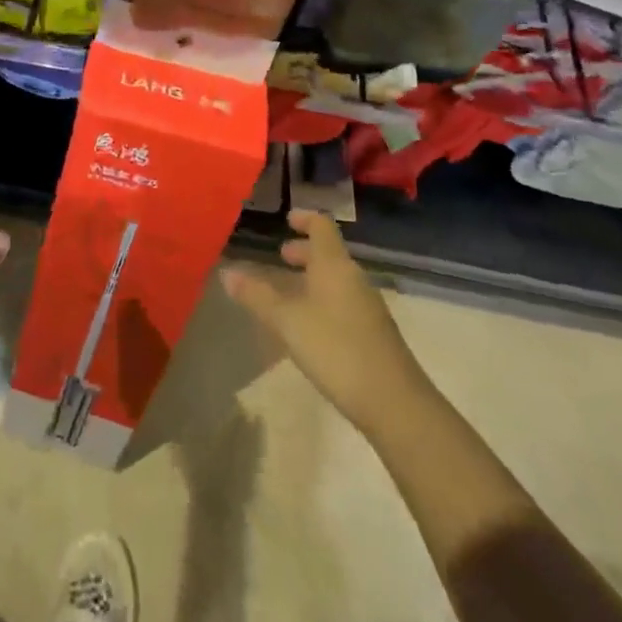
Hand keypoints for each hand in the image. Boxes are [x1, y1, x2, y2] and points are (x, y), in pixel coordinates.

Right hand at [222, 209, 421, 433]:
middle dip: (305, 252)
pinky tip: (309, 325)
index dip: (304, 218)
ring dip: (313, 278)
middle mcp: (353, 278)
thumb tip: (226, 271)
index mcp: (334, 265)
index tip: (286, 219)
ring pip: (336, 279)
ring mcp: (367, 306)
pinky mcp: (373, 333)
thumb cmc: (336, 349)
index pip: (321, 226)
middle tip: (281, 256)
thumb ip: (256, 295)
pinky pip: (344, 302)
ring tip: (289, 292)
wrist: (394, 403)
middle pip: (329, 253)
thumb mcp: (287, 321)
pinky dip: (323, 300)